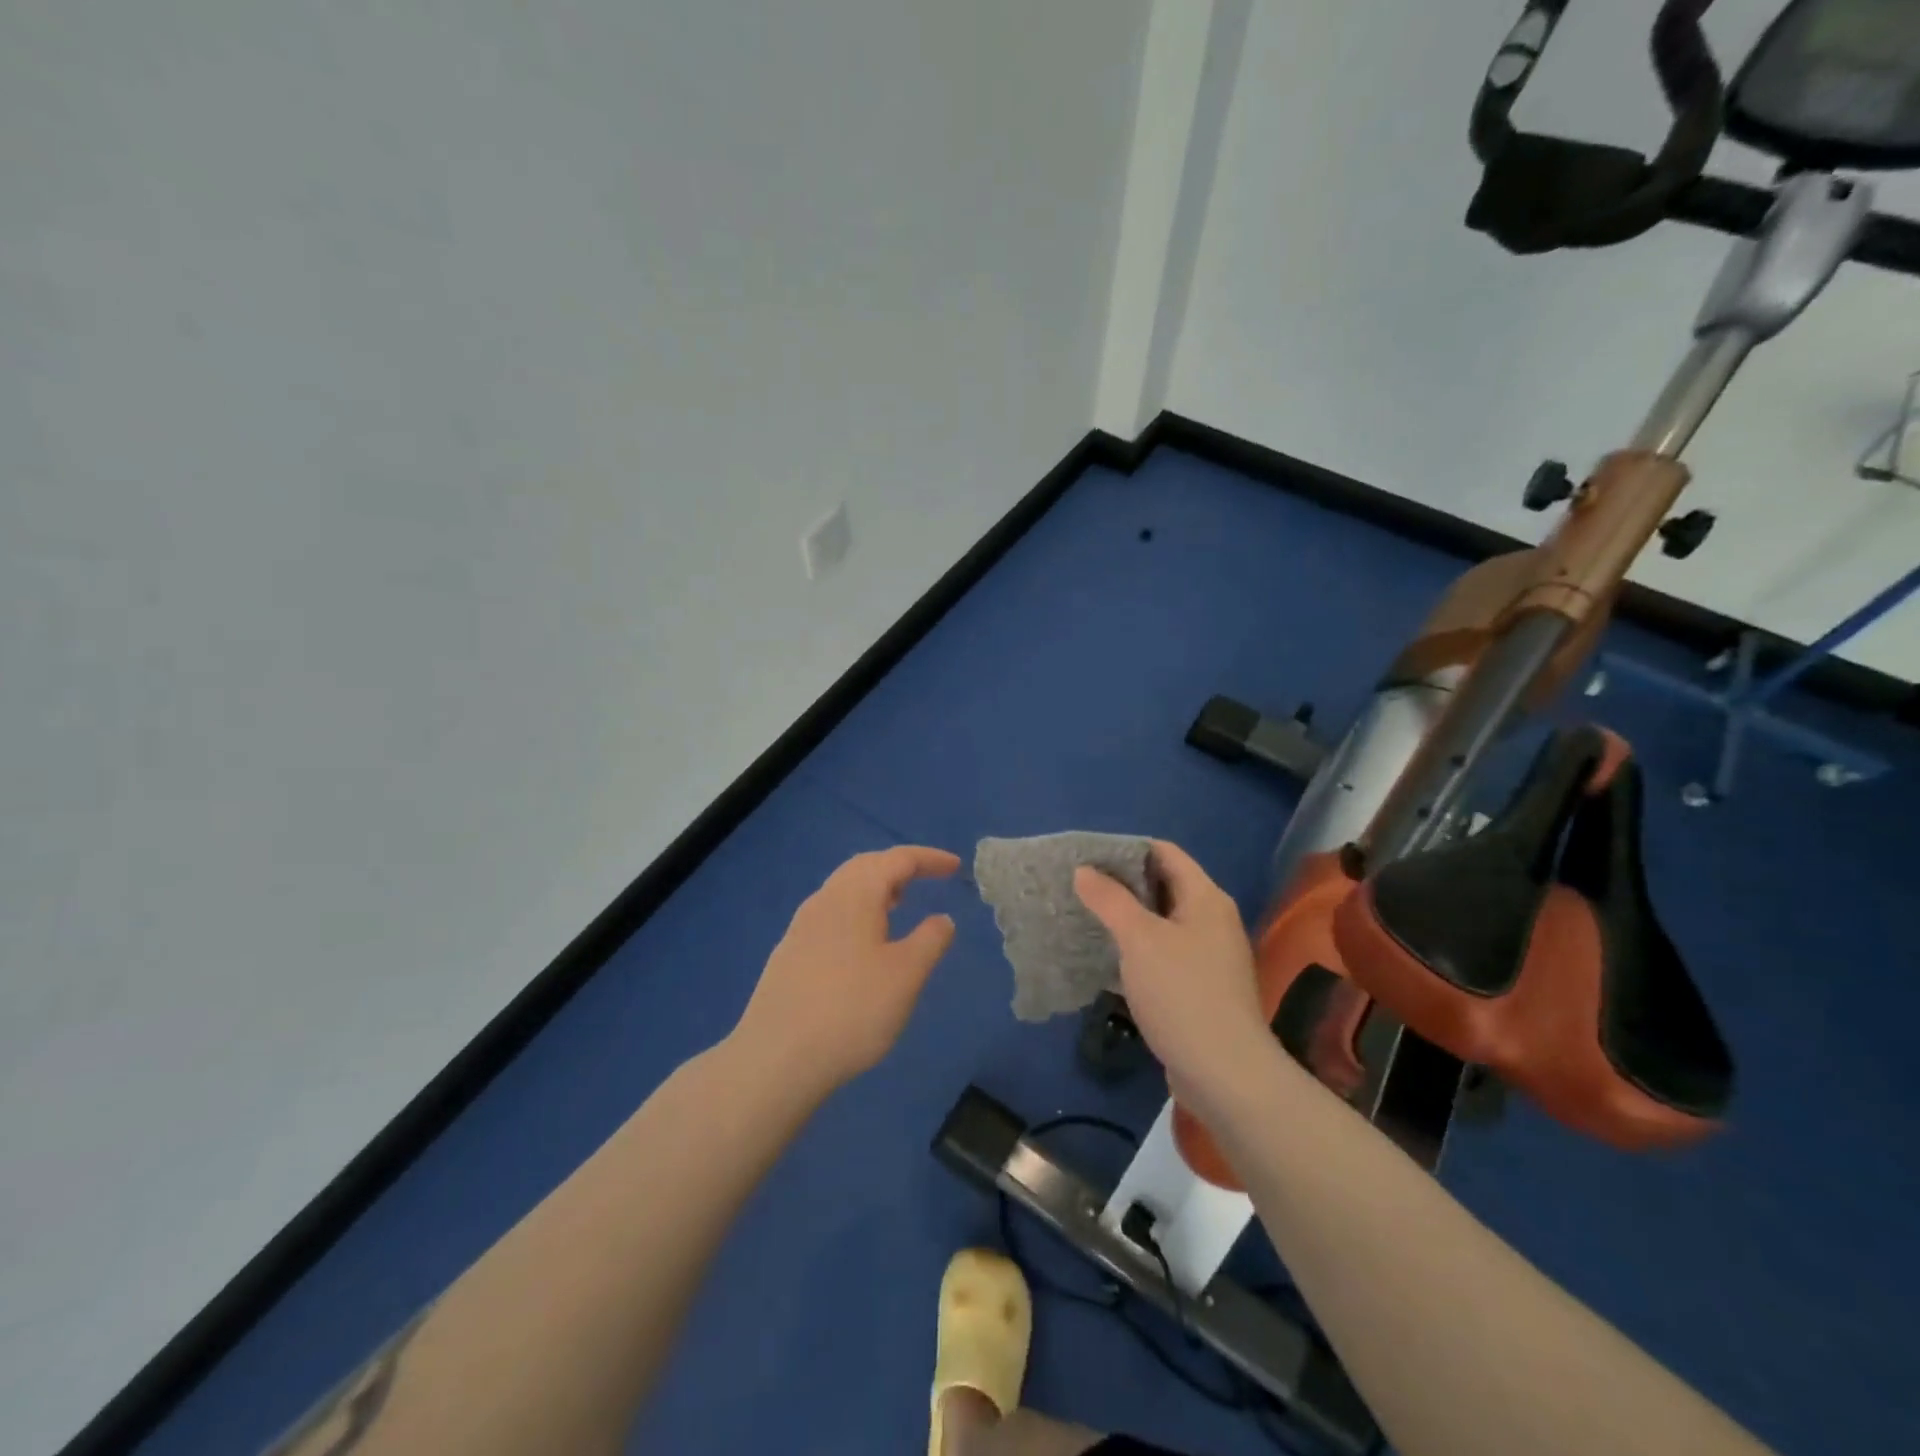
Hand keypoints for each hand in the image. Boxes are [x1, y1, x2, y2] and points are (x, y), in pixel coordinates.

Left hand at [733, 845, 960, 1090]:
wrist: (776, 1058)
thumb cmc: (852, 1010)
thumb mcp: (906, 976)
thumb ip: (930, 940)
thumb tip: (942, 918)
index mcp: (855, 894)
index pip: (897, 859)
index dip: (929, 859)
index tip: (955, 867)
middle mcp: (824, 899)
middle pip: (865, 866)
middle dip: (899, 867)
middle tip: (927, 878)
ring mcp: (801, 926)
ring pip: (844, 889)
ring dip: (876, 888)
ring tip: (899, 906)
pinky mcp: (789, 953)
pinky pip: (831, 913)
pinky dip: (857, 911)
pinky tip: (864, 942)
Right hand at [1073, 841, 1268, 1108]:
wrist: (1224, 1073)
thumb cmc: (1182, 993)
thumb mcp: (1139, 939)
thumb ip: (1110, 900)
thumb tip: (1084, 869)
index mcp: (1206, 898)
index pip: (1165, 853)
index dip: (1127, 849)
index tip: (1088, 857)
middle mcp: (1212, 920)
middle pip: (1163, 886)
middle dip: (1122, 884)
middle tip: (1080, 887)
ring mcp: (1208, 956)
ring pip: (1161, 923)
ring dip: (1127, 919)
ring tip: (1085, 917)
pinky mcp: (1199, 988)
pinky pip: (1163, 953)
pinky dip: (1136, 950)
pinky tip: (1107, 958)